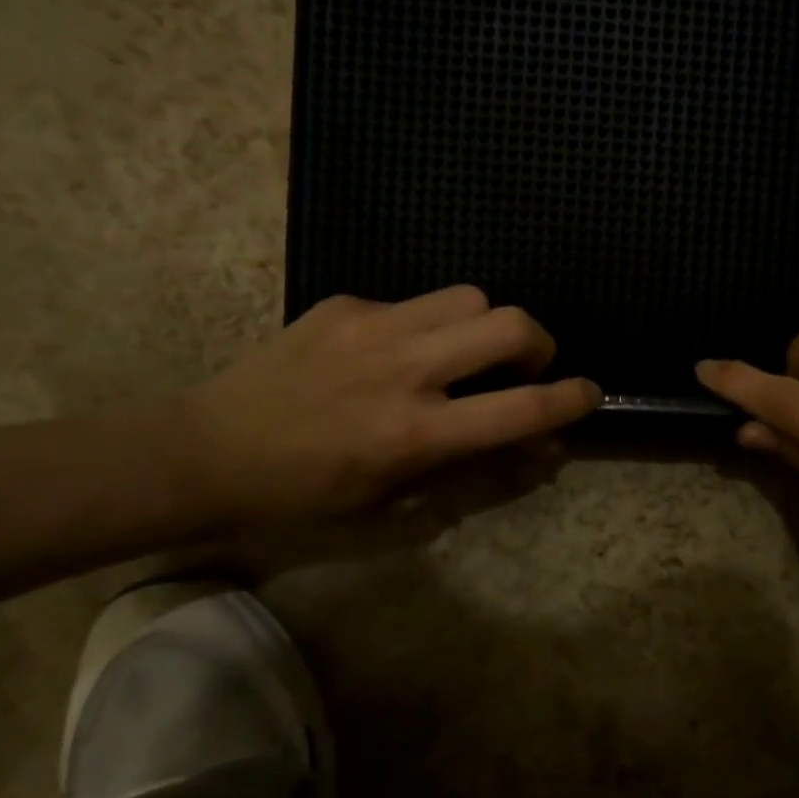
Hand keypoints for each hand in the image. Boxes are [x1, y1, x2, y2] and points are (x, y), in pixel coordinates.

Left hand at [180, 287, 600, 521]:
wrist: (209, 450)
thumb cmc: (305, 495)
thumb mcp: (394, 502)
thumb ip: (473, 471)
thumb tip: (536, 448)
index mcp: (415, 433)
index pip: (519, 408)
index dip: (569, 399)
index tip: (589, 394)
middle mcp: (404, 370)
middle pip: (509, 323)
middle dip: (539, 342)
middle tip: (525, 366)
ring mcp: (373, 327)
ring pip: (469, 295)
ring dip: (486, 324)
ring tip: (464, 352)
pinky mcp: (346, 304)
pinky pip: (413, 302)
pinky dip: (427, 325)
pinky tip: (394, 352)